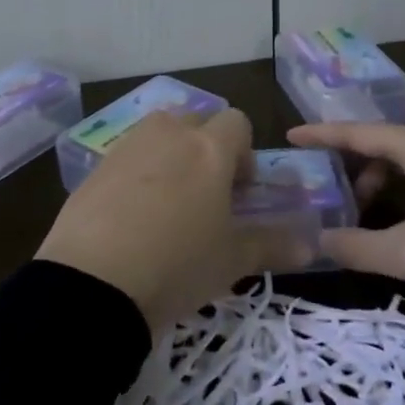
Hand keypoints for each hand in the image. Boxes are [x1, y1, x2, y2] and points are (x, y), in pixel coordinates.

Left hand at [38, 108, 309, 332]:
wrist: (93, 283)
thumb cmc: (178, 264)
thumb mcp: (231, 261)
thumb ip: (273, 245)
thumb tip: (311, 245)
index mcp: (209, 149)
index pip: (237, 122)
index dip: (244, 153)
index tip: (239, 191)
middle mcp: (168, 135)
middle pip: (195, 121)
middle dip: (206, 149)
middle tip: (205, 196)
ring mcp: (127, 147)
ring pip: (158, 134)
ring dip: (170, 155)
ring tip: (168, 204)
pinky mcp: (94, 168)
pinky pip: (127, 157)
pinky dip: (136, 174)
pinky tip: (131, 217)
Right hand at [288, 122, 404, 293]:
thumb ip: (357, 247)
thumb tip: (317, 242)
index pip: (356, 132)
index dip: (321, 135)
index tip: (291, 136)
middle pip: (378, 145)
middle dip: (350, 168)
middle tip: (330, 195)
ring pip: (403, 161)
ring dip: (378, 183)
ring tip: (367, 218)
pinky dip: (402, 189)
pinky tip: (402, 220)